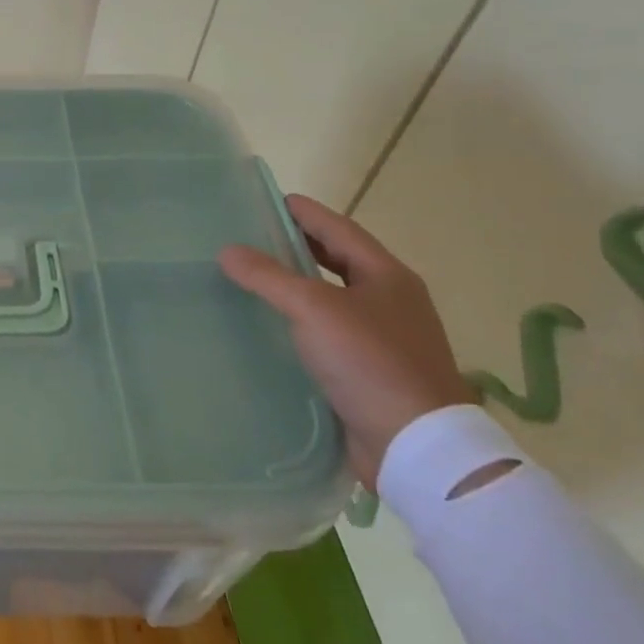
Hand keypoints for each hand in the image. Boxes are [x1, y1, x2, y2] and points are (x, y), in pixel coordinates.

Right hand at [219, 194, 474, 488]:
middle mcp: (390, 301)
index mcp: (387, 276)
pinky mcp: (371, 370)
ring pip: (333, 296)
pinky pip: (329, 331)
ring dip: (298, 283)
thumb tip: (227, 250)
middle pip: (338, 260)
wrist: (415, 444)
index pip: (339, 229)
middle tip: (254, 235)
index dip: (304, 212)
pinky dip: (302, 319)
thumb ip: (269, 276)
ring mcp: (384, 337)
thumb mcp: (313, 309)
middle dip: (299, 245)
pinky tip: (273, 325)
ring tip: (255, 276)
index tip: (268, 199)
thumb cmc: (370, 361)